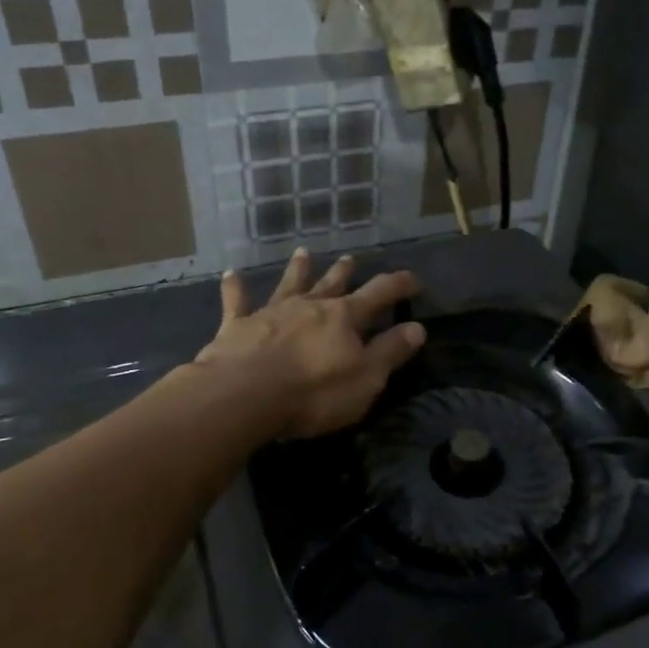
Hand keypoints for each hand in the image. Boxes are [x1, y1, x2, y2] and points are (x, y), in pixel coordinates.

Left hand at [196, 249, 426, 439]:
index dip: (399, 285)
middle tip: (350, 258)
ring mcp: (271, 312)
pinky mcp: (237, 326)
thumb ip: (390, 352)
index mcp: (344, 318)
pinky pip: (236, 302)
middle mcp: (309, 306)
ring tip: (303, 253)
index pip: (379, 294)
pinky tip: (231, 274)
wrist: (244, 394)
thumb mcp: (366, 378)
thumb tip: (417, 328)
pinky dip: (235, 288)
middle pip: (331, 284)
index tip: (414, 279)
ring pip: (289, 284)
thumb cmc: (314, 392)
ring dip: (297, 269)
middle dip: (344, 272)